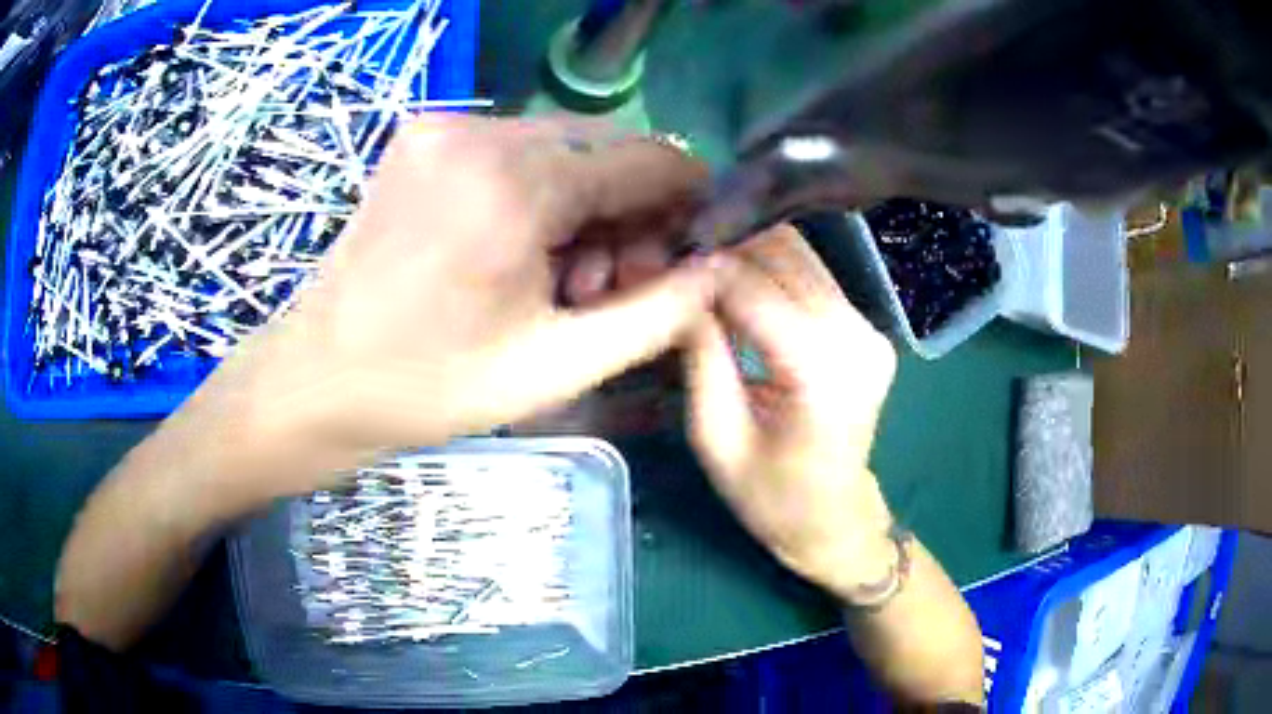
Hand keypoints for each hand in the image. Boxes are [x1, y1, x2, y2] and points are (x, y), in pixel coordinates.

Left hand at [182, 115, 717, 498]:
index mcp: (516, 184)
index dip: (687, 200)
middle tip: (609, 284)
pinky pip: (517, 148)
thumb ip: (655, 316)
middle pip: (607, 147)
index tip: (688, 250)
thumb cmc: (429, 387)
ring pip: (564, 145)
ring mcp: (445, 126)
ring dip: (586, 202)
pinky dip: (541, 190)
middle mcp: (481, 131)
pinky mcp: (424, 136)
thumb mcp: (555, 368)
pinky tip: (520, 248)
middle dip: (631, 209)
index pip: (650, 158)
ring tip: (562, 277)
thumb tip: (716, 269)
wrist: (318, 378)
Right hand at [685, 225, 899, 602]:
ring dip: (751, 258)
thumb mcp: (716, 439)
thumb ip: (701, 360)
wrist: (836, 519)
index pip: (755, 289)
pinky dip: (775, 273)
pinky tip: (745, 295)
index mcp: (819, 373)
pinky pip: (816, 276)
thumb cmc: (771, 497)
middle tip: (684, 275)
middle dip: (728, 255)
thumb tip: (683, 292)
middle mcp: (855, 338)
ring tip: (711, 282)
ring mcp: (870, 330)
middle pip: (785, 256)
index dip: (705, 273)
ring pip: (802, 255)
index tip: (665, 274)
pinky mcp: (869, 329)